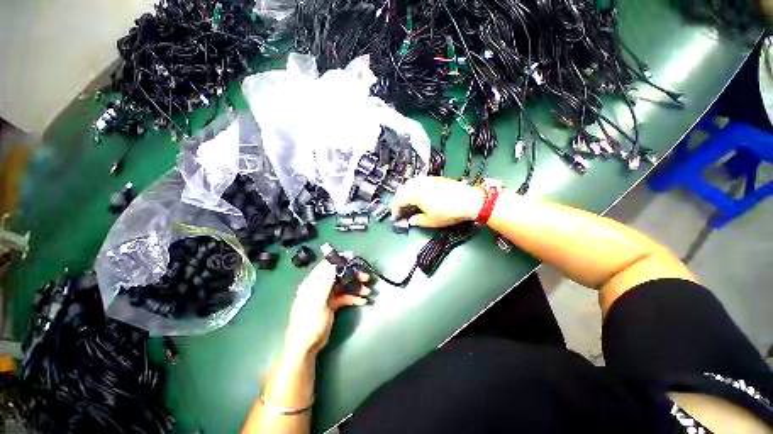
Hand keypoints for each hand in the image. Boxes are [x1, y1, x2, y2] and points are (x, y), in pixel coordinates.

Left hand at [283, 261, 369, 357]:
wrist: (306, 347)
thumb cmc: (309, 322)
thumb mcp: (318, 301)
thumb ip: (326, 282)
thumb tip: (334, 265)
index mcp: (312, 283)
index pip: (326, 266)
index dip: (338, 260)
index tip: (352, 257)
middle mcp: (320, 287)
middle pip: (338, 275)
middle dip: (352, 275)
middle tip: (365, 276)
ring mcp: (326, 296)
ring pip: (343, 286)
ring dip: (356, 287)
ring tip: (367, 291)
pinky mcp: (332, 305)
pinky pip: (345, 297)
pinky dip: (353, 298)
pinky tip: (363, 301)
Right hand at [391, 176, 483, 227]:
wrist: (470, 201)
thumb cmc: (449, 212)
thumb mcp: (432, 221)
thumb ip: (417, 221)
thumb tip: (411, 221)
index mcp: (415, 193)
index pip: (398, 200)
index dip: (395, 209)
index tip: (396, 217)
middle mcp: (419, 184)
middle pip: (402, 190)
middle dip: (399, 200)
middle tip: (400, 210)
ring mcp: (428, 179)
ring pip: (410, 184)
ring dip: (406, 193)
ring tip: (408, 203)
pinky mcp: (435, 178)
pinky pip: (419, 182)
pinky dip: (414, 188)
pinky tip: (419, 196)